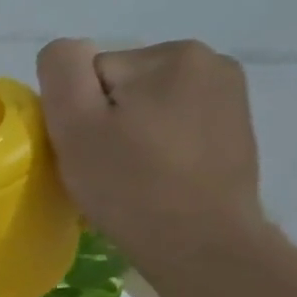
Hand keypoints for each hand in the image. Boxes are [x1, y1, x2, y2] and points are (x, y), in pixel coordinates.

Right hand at [36, 38, 267, 272]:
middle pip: (119, 87)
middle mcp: (209, 61)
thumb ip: (62, 70)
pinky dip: (157, 147)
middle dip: (106, 122)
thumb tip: (66, 51)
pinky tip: (157, 178)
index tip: (85, 152)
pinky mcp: (234, 129)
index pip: (90, 75)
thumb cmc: (130, 186)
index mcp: (170, 55)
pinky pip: (173, 126)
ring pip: (146, 107)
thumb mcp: (76, 125)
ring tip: (131, 176)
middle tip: (105, 168)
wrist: (200, 244)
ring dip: (130, 135)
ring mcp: (229, 95)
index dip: (76, 115)